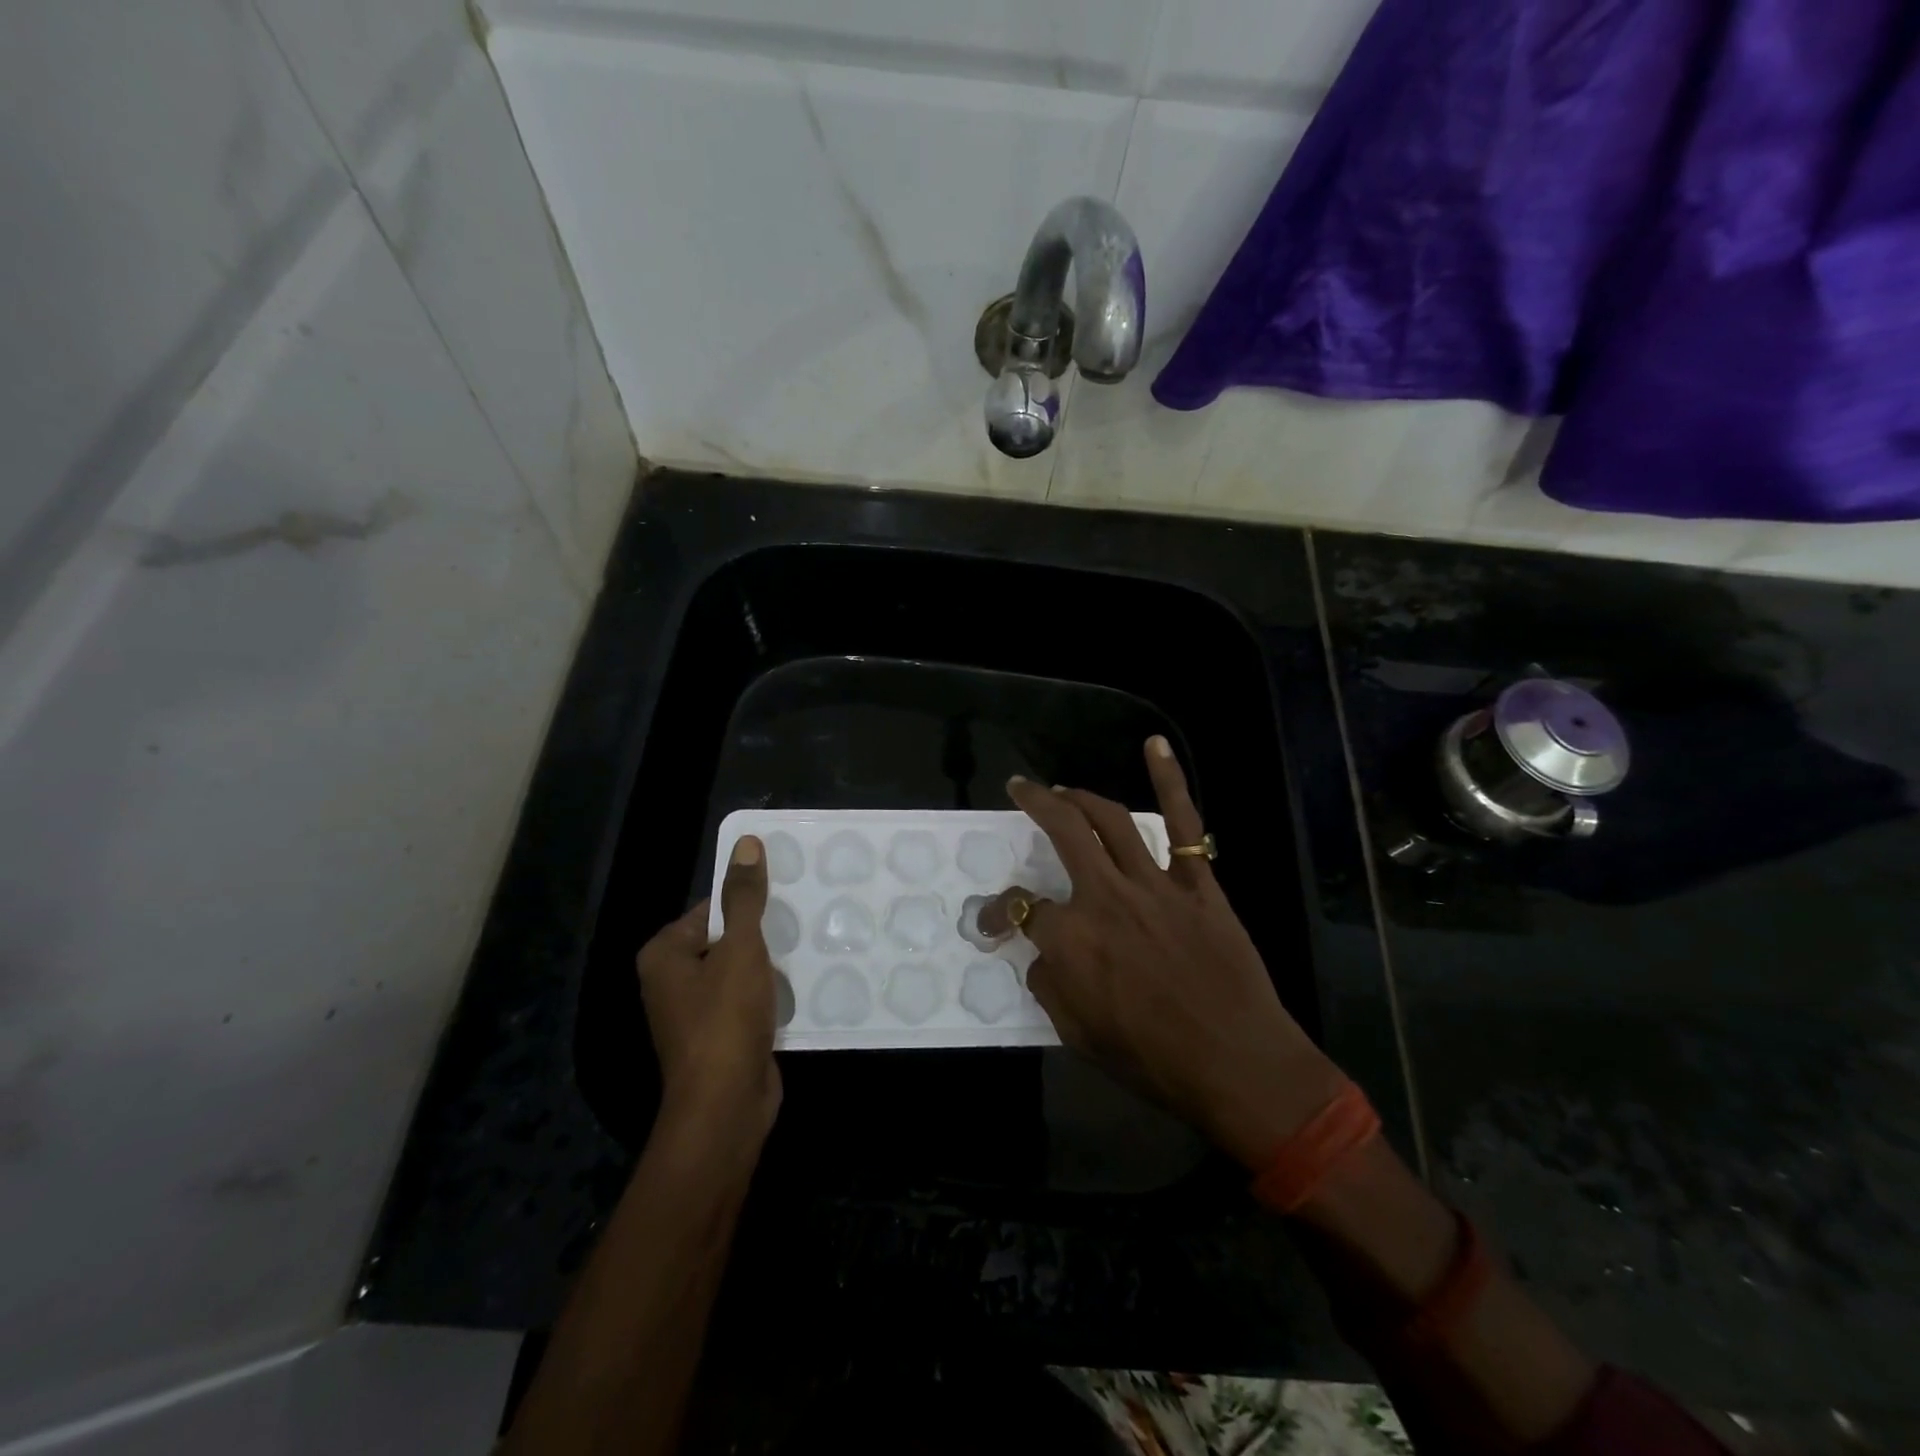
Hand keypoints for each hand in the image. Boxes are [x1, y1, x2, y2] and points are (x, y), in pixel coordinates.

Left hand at [636, 836, 781, 1141]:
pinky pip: (748, 1000)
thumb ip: (744, 897)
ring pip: (740, 971)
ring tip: (810, 945)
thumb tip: (746, 843)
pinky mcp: (720, 1036)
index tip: (787, 895)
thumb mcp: (740, 948)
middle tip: (804, 918)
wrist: (726, 1107)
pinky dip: (771, 992)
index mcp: (664, 954)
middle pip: (725, 938)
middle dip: (763, 933)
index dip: (747, 901)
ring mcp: (695, 1012)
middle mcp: (672, 981)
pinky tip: (803, 983)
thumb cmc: (725, 1019)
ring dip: (770, 963)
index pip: (710, 908)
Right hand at [981, 737, 1343, 1168]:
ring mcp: (1155, 884)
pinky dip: (1171, 780)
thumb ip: (1049, 986)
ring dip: (1081, 795)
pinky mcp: (1199, 883)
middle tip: (1022, 789)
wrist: (1237, 1065)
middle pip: (1062, 832)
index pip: (1019, 908)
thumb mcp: (1077, 1034)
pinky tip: (1155, 745)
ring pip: (1111, 820)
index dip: (998, 912)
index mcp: (1071, 938)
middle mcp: (1105, 897)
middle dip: (1035, 802)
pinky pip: (1185, 824)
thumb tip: (1042, 955)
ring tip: (1063, 788)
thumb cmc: (1152, 1059)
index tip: (993, 921)